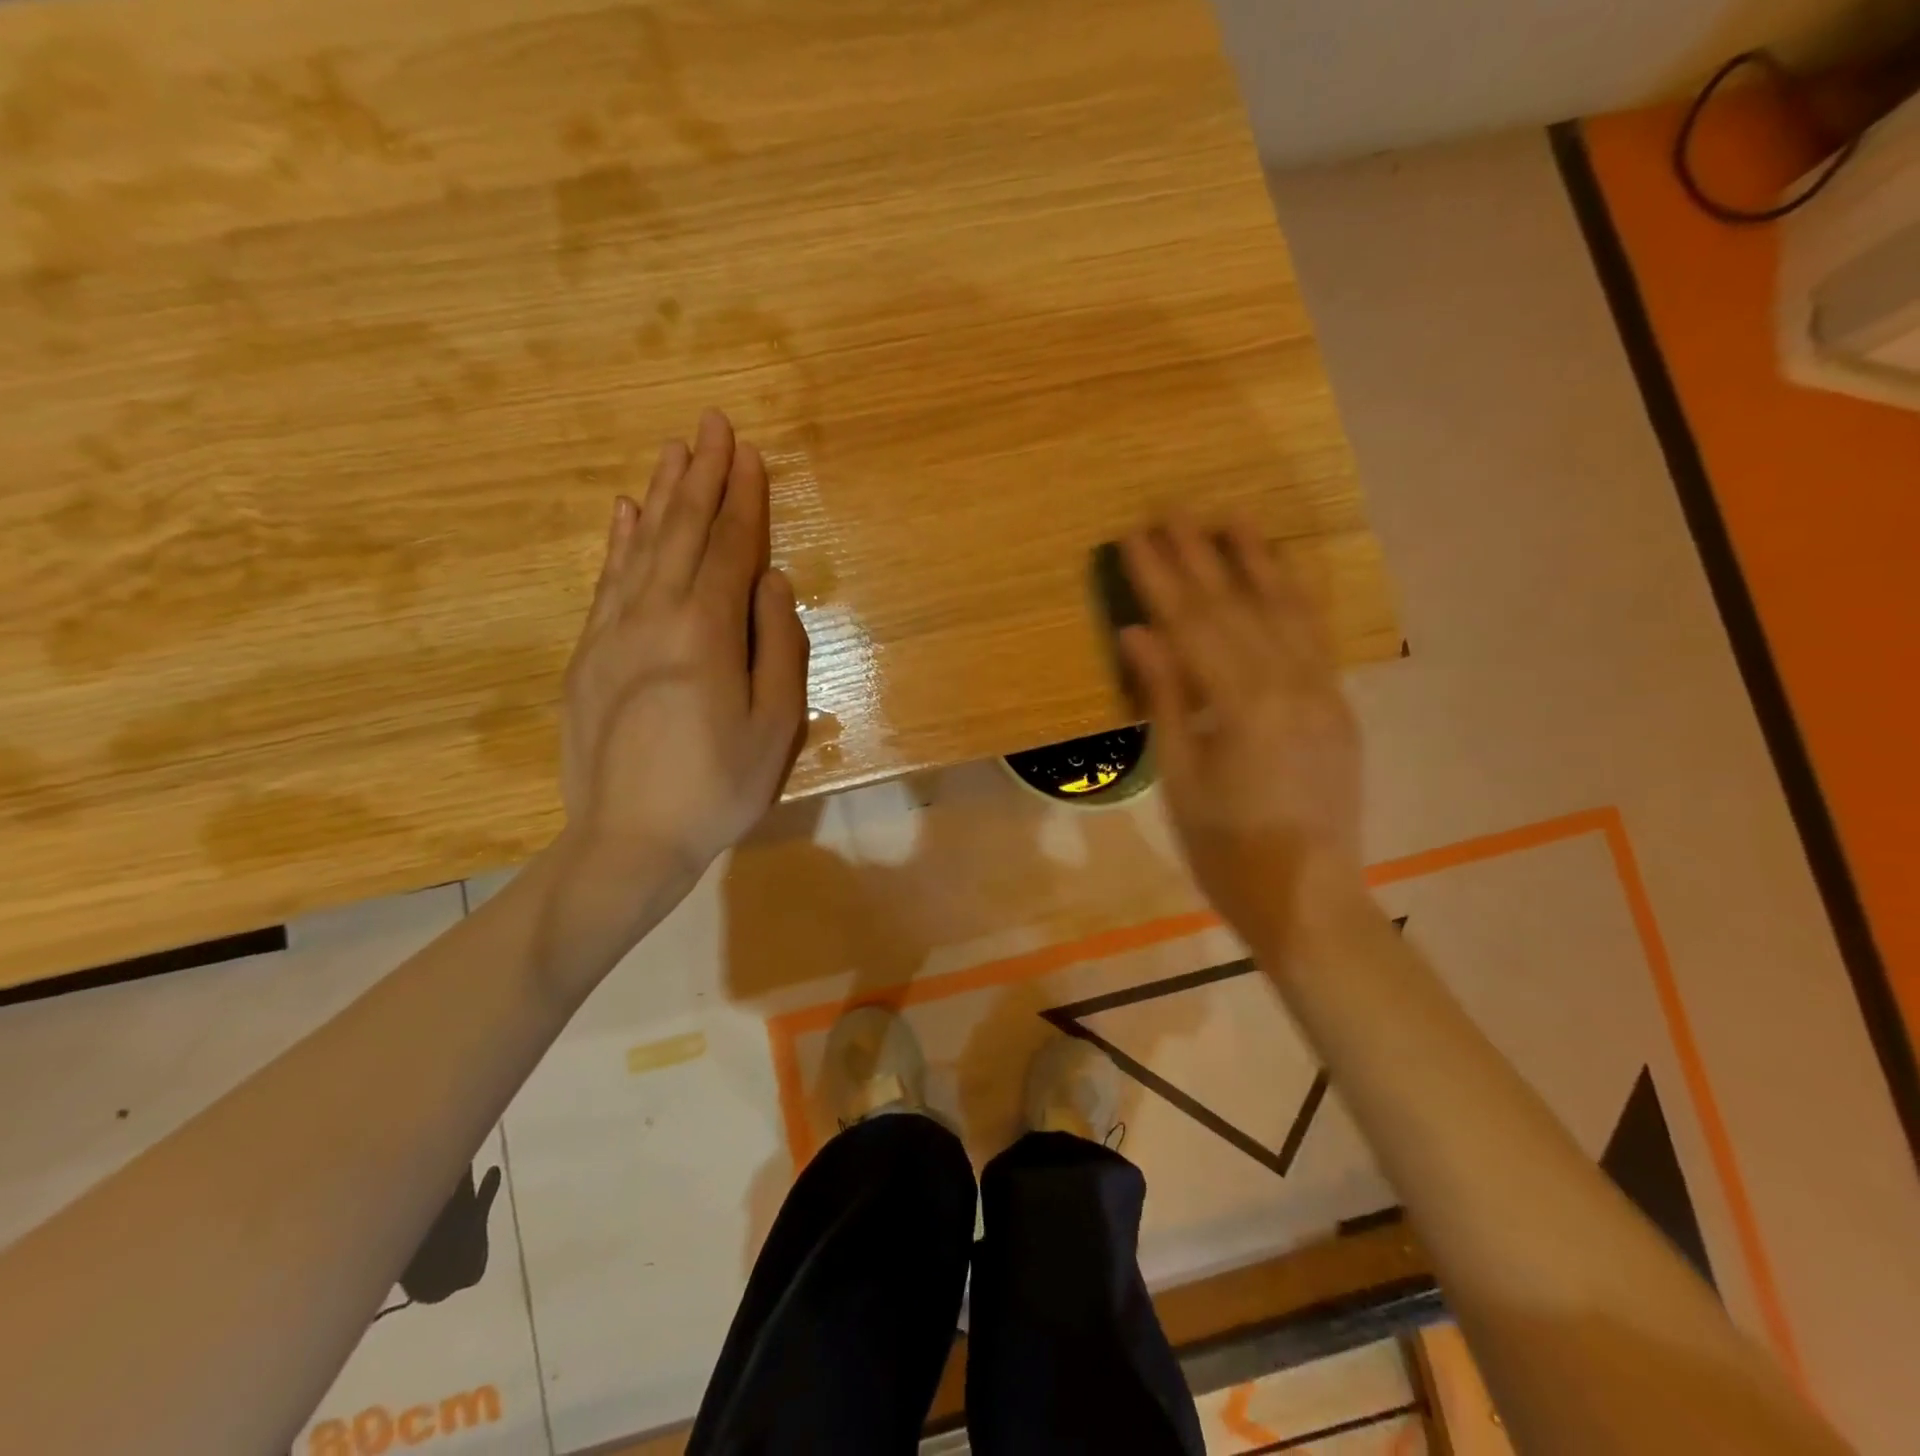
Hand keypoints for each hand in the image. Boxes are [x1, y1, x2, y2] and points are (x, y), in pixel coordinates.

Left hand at [560, 410, 808, 887]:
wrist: (628, 840)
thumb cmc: (718, 788)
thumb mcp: (775, 726)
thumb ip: (778, 647)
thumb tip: (773, 581)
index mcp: (705, 632)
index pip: (729, 550)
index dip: (743, 500)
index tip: (749, 452)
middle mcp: (654, 617)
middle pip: (681, 533)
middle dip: (701, 477)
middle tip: (711, 423)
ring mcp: (612, 633)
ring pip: (641, 547)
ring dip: (662, 496)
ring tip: (675, 451)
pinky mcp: (588, 655)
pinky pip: (606, 583)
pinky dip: (618, 543)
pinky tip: (626, 513)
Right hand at [1119, 518, 1366, 955]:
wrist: (1308, 898)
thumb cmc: (1225, 850)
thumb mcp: (1179, 778)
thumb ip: (1164, 699)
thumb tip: (1140, 634)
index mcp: (1241, 708)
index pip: (1192, 627)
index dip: (1160, 579)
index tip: (1135, 538)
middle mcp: (1289, 686)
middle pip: (1235, 608)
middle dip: (1200, 557)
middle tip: (1172, 510)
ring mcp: (1322, 692)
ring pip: (1286, 611)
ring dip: (1255, 561)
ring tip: (1231, 518)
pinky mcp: (1338, 705)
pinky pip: (1318, 637)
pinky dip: (1299, 595)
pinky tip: (1286, 567)